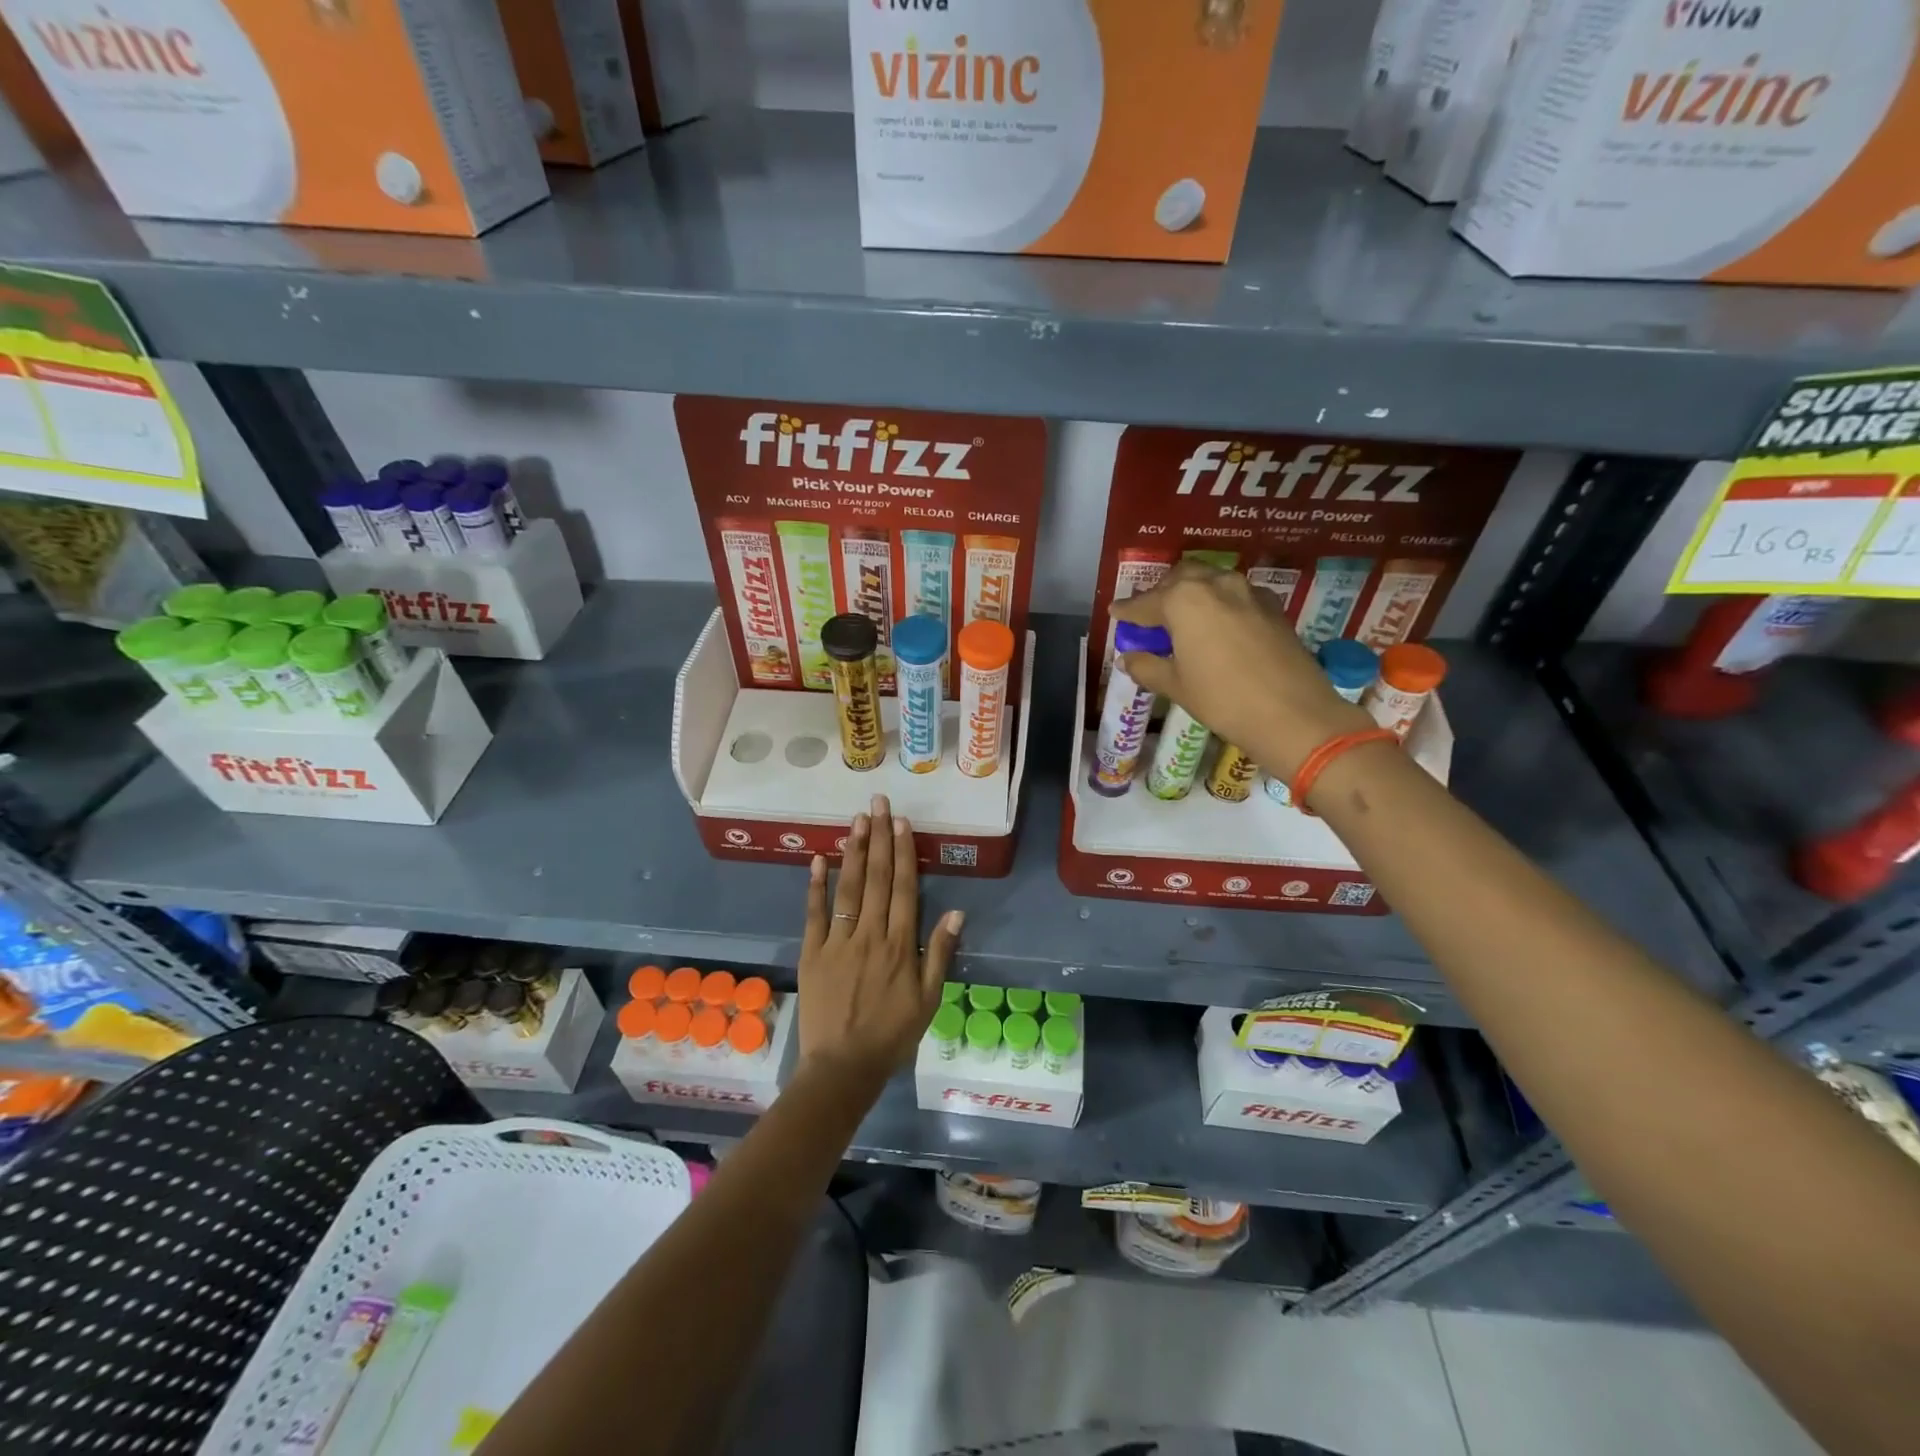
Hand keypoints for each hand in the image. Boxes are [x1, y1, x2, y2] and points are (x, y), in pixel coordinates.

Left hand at [798, 794, 962, 1089]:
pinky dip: (815, 886)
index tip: (902, 822)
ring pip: (847, 888)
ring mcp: (838, 942)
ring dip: (852, 851)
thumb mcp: (929, 999)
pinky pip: (814, 914)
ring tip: (857, 820)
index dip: (902, 852)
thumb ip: (940, 952)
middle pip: (875, 878)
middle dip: (879, 837)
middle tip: (879, 803)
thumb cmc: (892, 1034)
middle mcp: (870, 934)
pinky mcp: (812, 953)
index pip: (902, 888)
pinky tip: (818, 859)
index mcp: (900, 945)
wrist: (843, 1067)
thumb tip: (956, 911)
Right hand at [1113, 562, 1369, 778]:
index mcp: (1184, 600)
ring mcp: (1249, 592)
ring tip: (1182, 618)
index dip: (1127, 611)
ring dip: (1192, 593)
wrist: (1294, 714)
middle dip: (1161, 593)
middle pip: (1180, 578)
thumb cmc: (1223, 699)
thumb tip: (1128, 658)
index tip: (1115, 613)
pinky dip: (1219, 602)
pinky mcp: (1272, 607)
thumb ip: (1147, 666)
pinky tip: (1217, 625)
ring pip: (1211, 581)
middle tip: (1150, 614)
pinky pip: (1236, 594)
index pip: (1146, 602)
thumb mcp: (1177, 686)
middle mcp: (1216, 584)